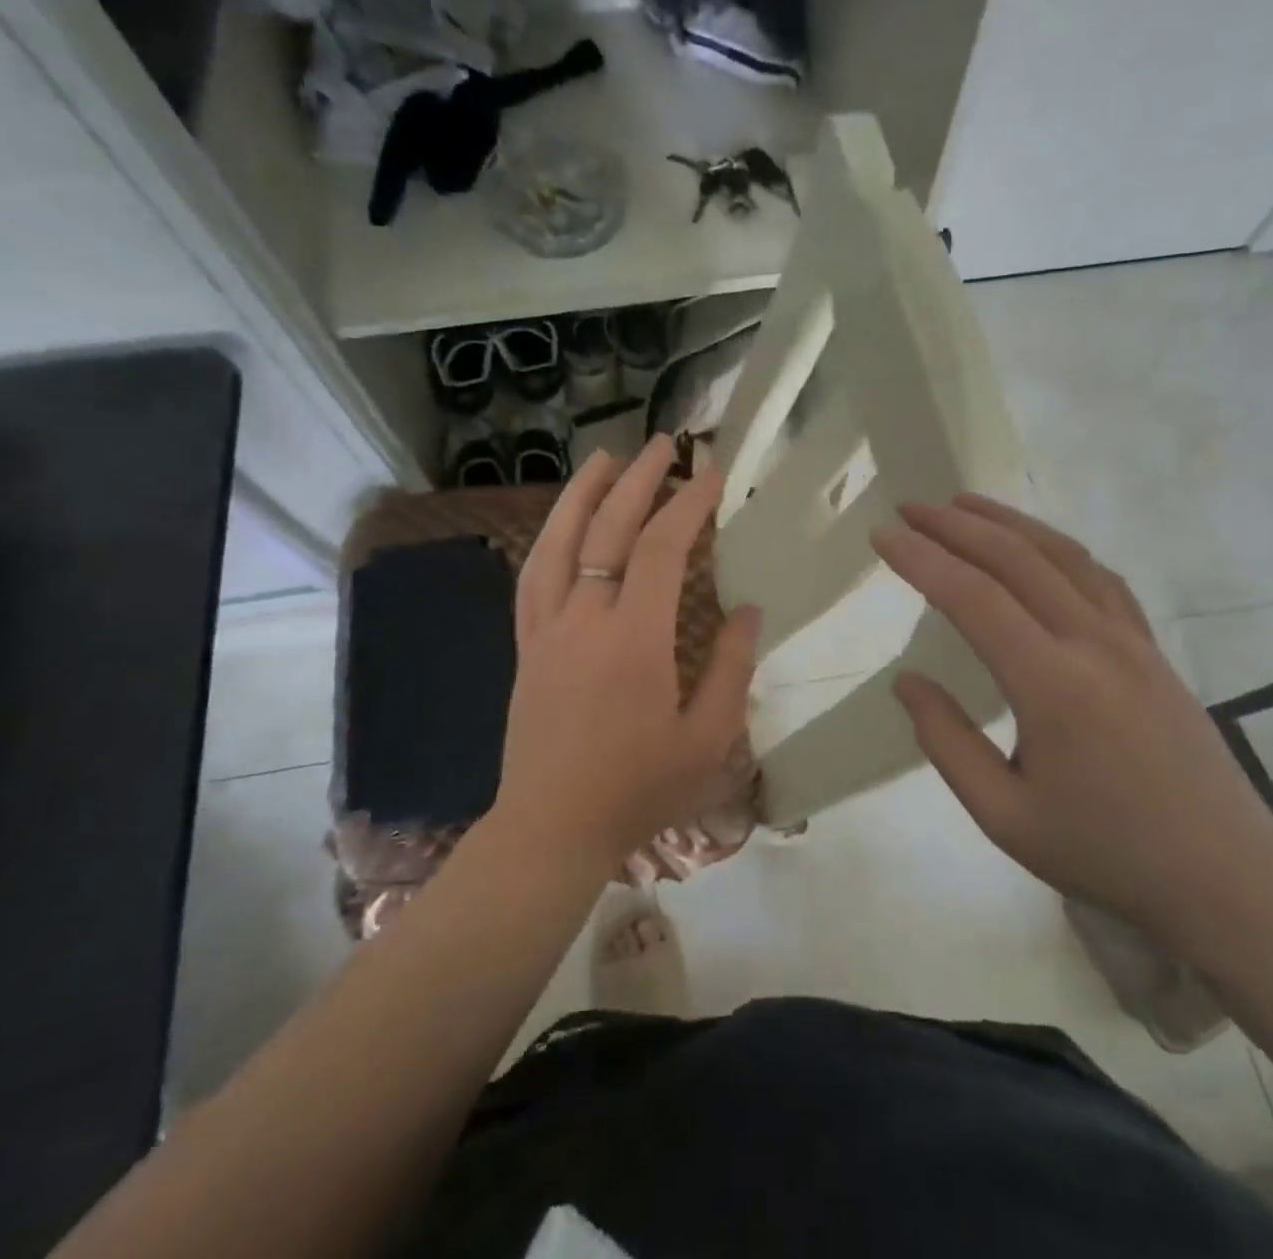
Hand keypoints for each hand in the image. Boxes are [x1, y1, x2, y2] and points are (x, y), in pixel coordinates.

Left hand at [494, 436, 760, 871]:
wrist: (551, 829)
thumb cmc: (638, 790)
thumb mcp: (708, 741)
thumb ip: (730, 668)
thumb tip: (746, 609)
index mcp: (635, 640)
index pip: (662, 549)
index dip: (689, 504)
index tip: (712, 474)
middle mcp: (584, 619)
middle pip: (608, 530)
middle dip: (640, 480)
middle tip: (665, 444)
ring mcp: (546, 629)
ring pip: (558, 543)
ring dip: (583, 494)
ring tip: (605, 458)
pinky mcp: (526, 645)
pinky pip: (532, 577)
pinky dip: (548, 538)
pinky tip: (561, 523)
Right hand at [871, 495, 1272, 943]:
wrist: (1226, 878)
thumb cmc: (1105, 852)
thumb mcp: (1004, 816)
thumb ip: (947, 743)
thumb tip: (908, 681)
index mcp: (1051, 686)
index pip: (973, 598)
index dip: (921, 560)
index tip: (882, 535)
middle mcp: (1093, 644)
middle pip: (1016, 559)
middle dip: (955, 525)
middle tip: (909, 508)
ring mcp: (1131, 641)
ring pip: (1062, 555)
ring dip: (1007, 522)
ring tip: (962, 504)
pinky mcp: (1152, 648)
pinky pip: (1100, 577)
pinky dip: (1057, 547)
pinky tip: (1036, 546)